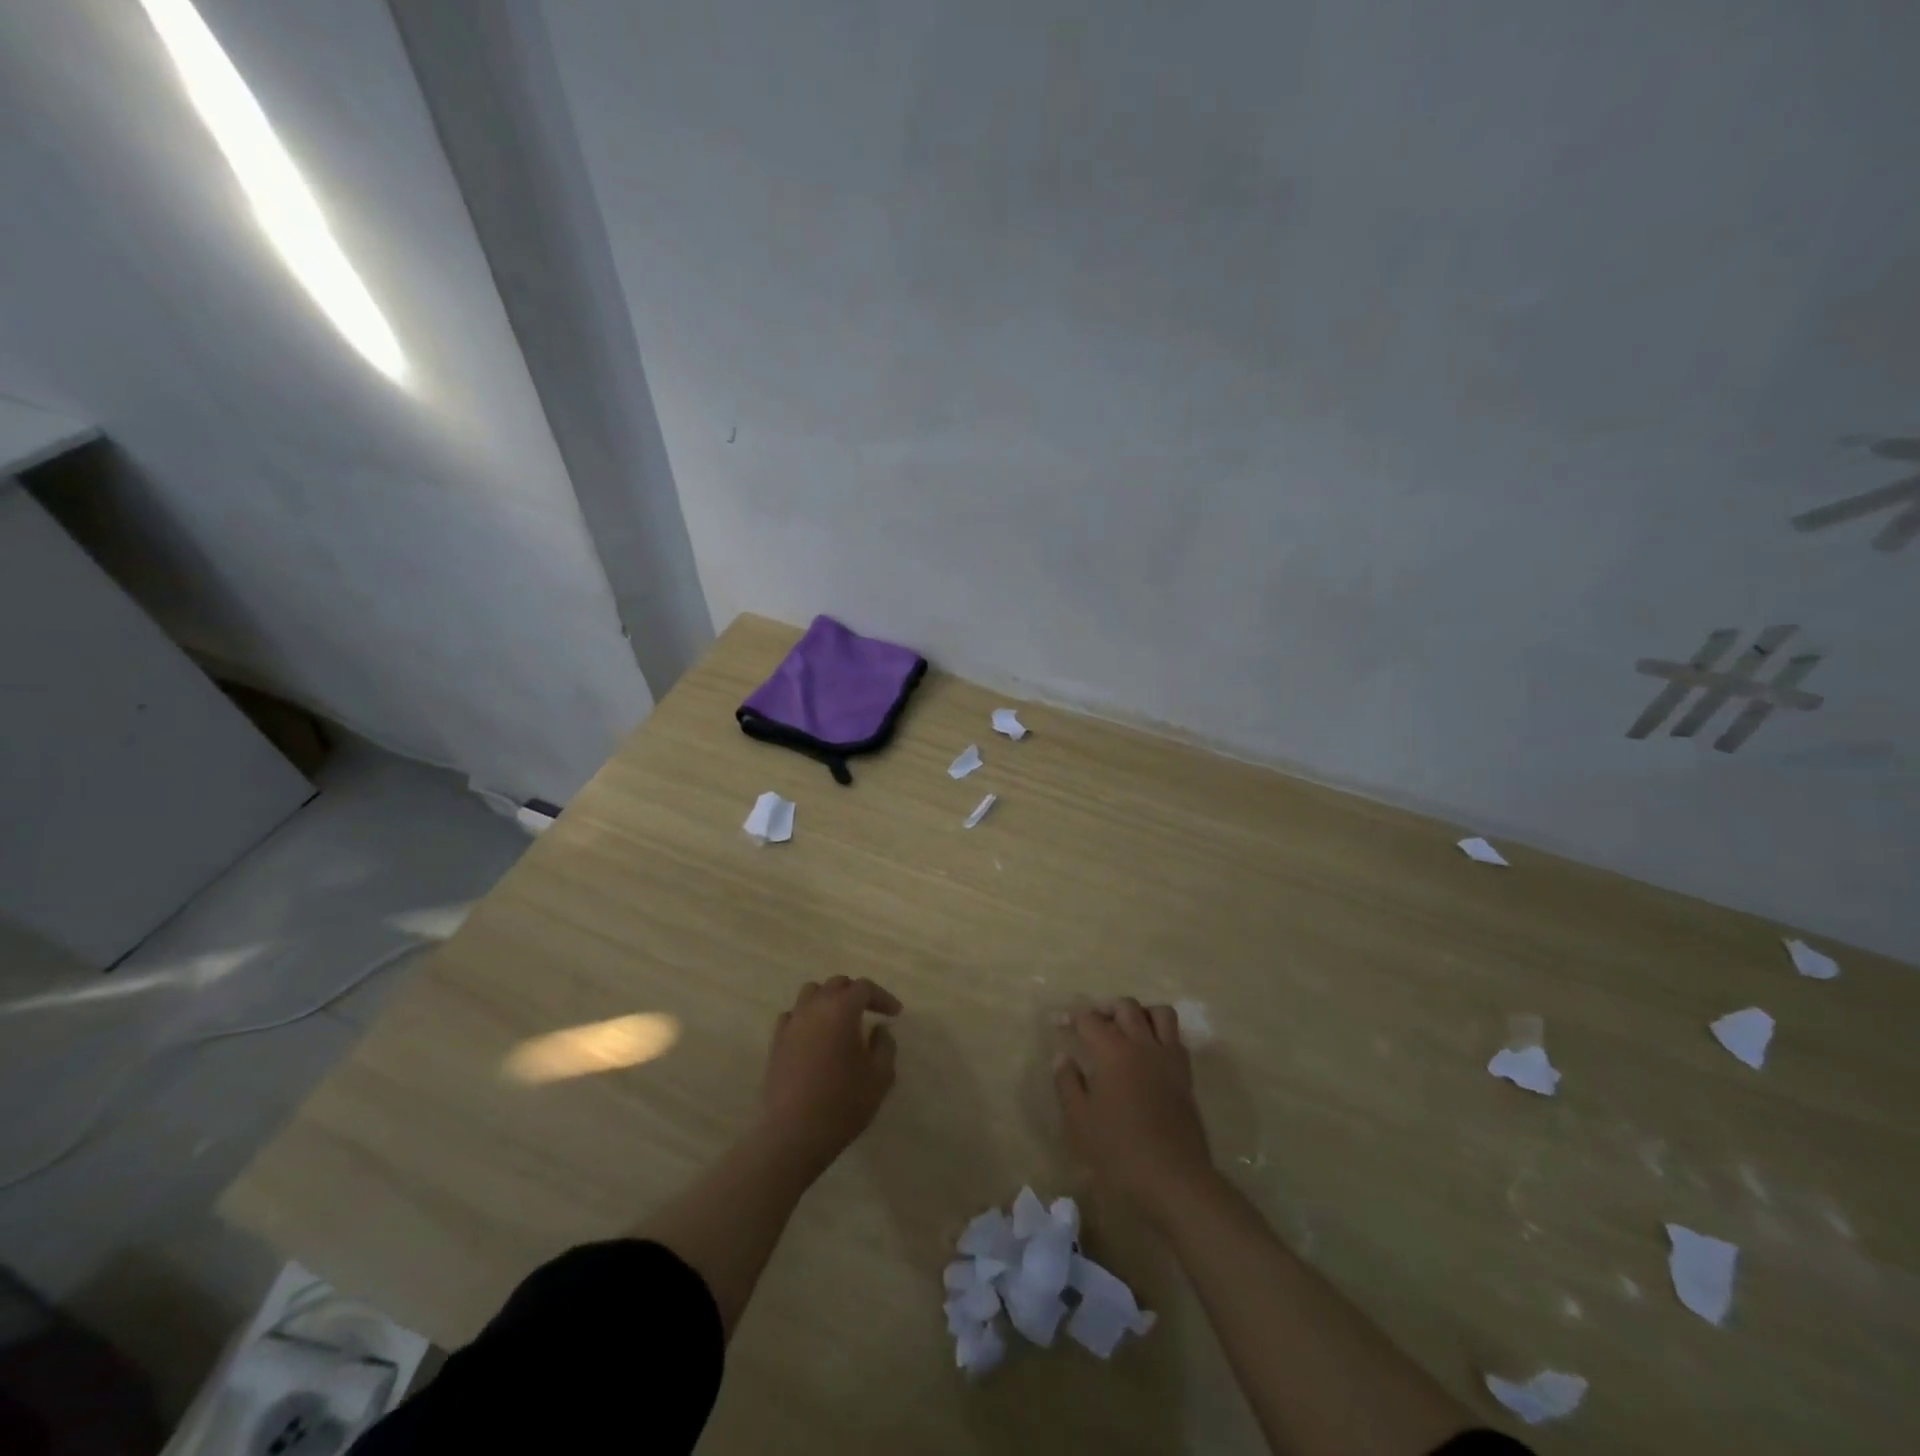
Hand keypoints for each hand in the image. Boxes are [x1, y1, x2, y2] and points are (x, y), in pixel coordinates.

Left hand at [758, 976, 901, 1177]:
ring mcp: (792, 1023)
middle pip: (836, 984)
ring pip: (811, 993)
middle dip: (856, 994)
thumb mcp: (880, 1076)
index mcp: (841, 1009)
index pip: (864, 988)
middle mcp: (814, 1007)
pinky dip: (807, 1017)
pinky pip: (793, 1015)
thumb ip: (885, 1045)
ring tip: (841, 1020)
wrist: (794, 1134)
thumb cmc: (843, 1103)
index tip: (895, 1014)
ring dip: (829, 1000)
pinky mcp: (776, 1042)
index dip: (883, 997)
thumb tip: (879, 1029)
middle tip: (871, 1012)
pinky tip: (815, 1035)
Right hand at [1055, 998, 1215, 1227]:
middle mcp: (1142, 1044)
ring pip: (1158, 1013)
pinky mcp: (1185, 1074)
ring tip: (1126, 1029)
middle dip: (1105, 1009)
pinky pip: (1176, 1036)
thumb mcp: (1080, 1121)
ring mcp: (1168, 1057)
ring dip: (1140, 1013)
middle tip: (1092, 1025)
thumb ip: (1068, 1083)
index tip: (1059, 1022)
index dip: (1071, 1017)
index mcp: (1112, 1052)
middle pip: (1125, 1007)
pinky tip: (1148, 1051)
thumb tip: (1062, 1056)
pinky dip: (1161, 1032)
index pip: (1089, 1020)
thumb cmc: (1119, 1151)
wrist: (1174, 1178)